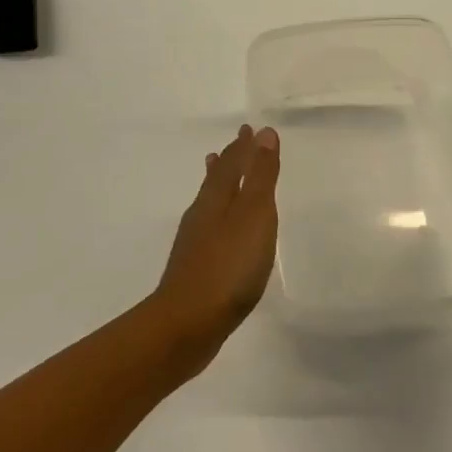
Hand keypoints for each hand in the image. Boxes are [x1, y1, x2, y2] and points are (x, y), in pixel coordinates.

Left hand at [153, 125, 280, 355]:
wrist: (188, 323)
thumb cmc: (228, 266)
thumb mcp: (253, 216)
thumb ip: (260, 177)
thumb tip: (263, 133)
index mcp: (216, 198)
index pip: (231, 162)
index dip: (242, 146)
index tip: (249, 128)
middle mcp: (202, 213)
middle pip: (216, 179)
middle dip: (229, 159)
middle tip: (236, 142)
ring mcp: (195, 241)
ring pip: (209, 201)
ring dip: (218, 183)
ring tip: (217, 170)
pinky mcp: (195, 267)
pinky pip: (209, 226)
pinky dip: (217, 213)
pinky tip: (219, 228)